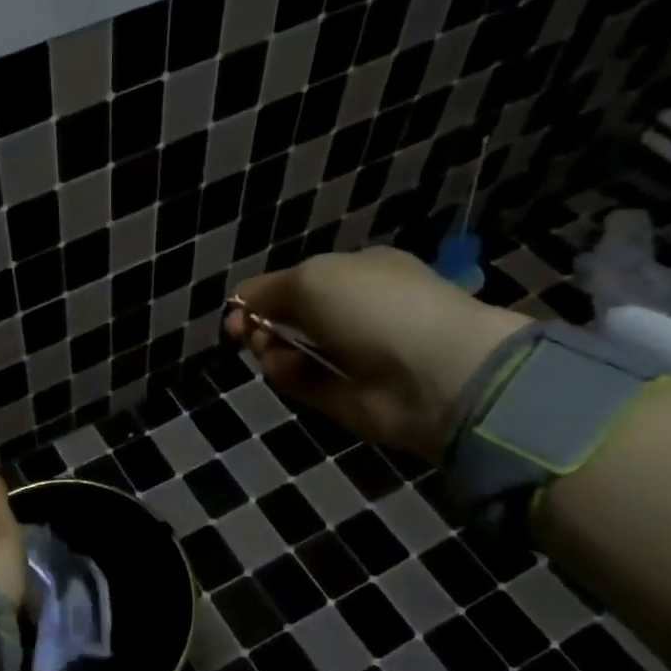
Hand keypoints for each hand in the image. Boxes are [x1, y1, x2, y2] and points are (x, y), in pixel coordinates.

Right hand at [225, 248, 530, 460]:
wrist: (432, 374)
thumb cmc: (373, 307)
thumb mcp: (312, 278)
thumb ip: (268, 290)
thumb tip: (240, 303)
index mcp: (357, 273)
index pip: (299, 281)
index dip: (264, 294)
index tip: (238, 307)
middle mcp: (354, 312)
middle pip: (289, 317)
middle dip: (261, 322)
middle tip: (246, 331)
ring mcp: (349, 356)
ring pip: (288, 351)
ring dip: (269, 348)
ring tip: (267, 350)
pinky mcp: (341, 396)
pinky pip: (300, 381)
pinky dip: (286, 375)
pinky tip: (286, 369)